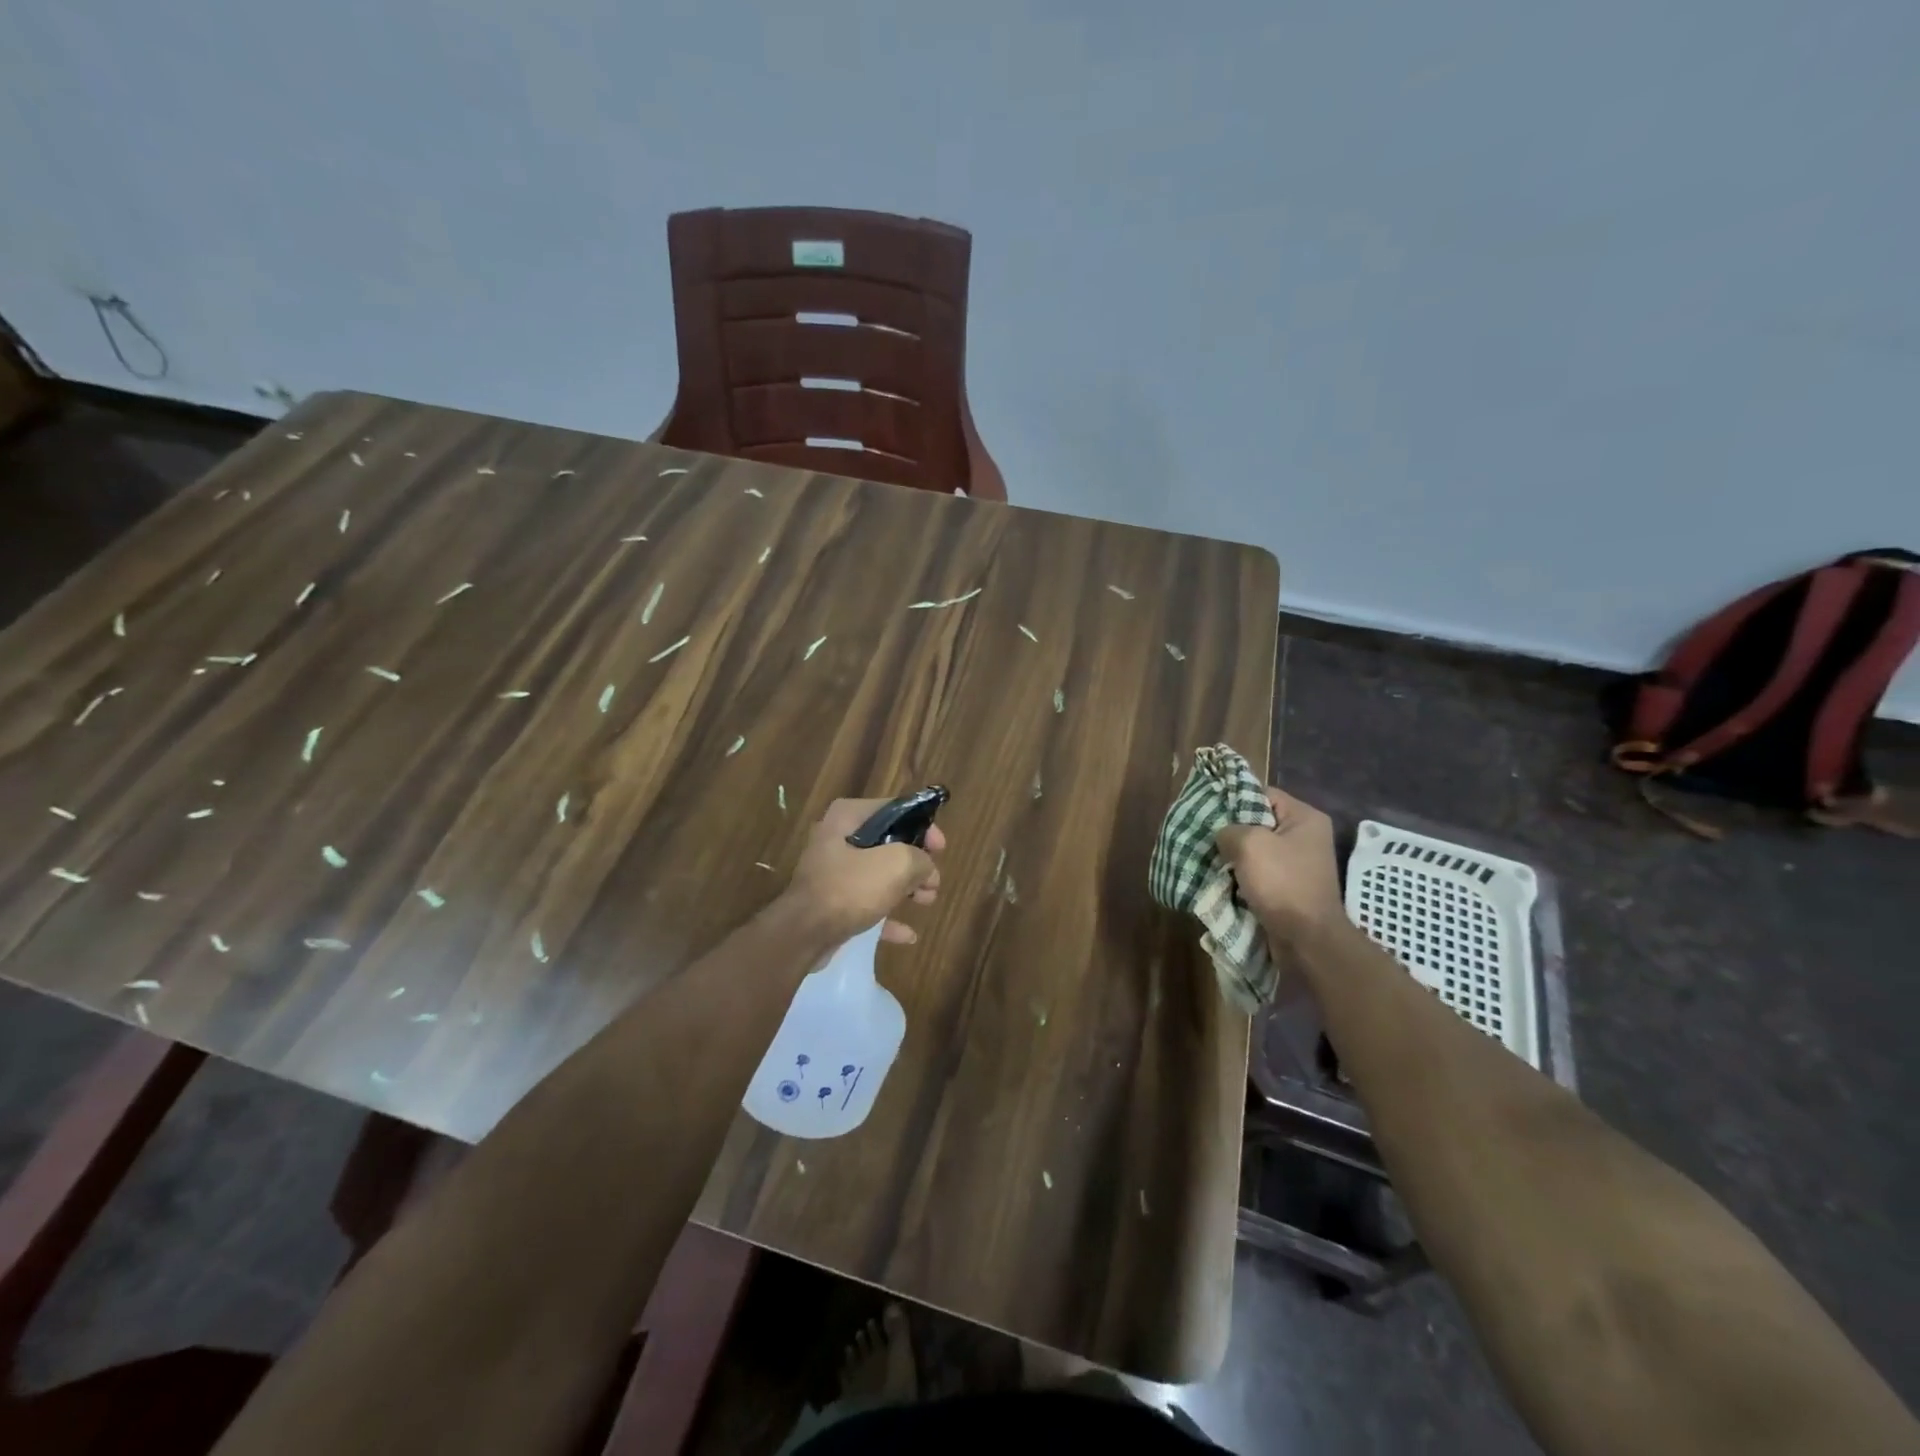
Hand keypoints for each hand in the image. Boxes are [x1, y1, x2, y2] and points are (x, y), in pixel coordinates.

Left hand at [780, 797, 944, 946]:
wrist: (804, 933)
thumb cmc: (850, 888)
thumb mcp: (897, 864)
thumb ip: (920, 859)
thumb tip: (926, 868)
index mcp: (847, 817)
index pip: (894, 810)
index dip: (922, 826)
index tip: (941, 848)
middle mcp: (837, 839)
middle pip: (887, 844)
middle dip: (915, 863)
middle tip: (934, 880)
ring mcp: (832, 873)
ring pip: (878, 875)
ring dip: (906, 888)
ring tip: (927, 901)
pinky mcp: (830, 903)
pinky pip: (866, 904)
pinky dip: (887, 916)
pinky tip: (908, 934)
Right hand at [1215, 787, 1344, 947]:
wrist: (1307, 939)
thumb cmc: (1282, 883)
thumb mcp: (1249, 844)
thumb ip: (1229, 829)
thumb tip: (1223, 835)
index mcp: (1305, 818)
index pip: (1263, 794)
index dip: (1234, 799)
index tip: (1209, 811)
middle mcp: (1306, 837)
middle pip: (1258, 823)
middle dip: (1231, 831)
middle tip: (1204, 836)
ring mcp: (1299, 865)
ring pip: (1256, 851)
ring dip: (1233, 857)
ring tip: (1208, 858)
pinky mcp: (1289, 888)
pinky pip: (1259, 874)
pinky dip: (1241, 877)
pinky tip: (1220, 879)